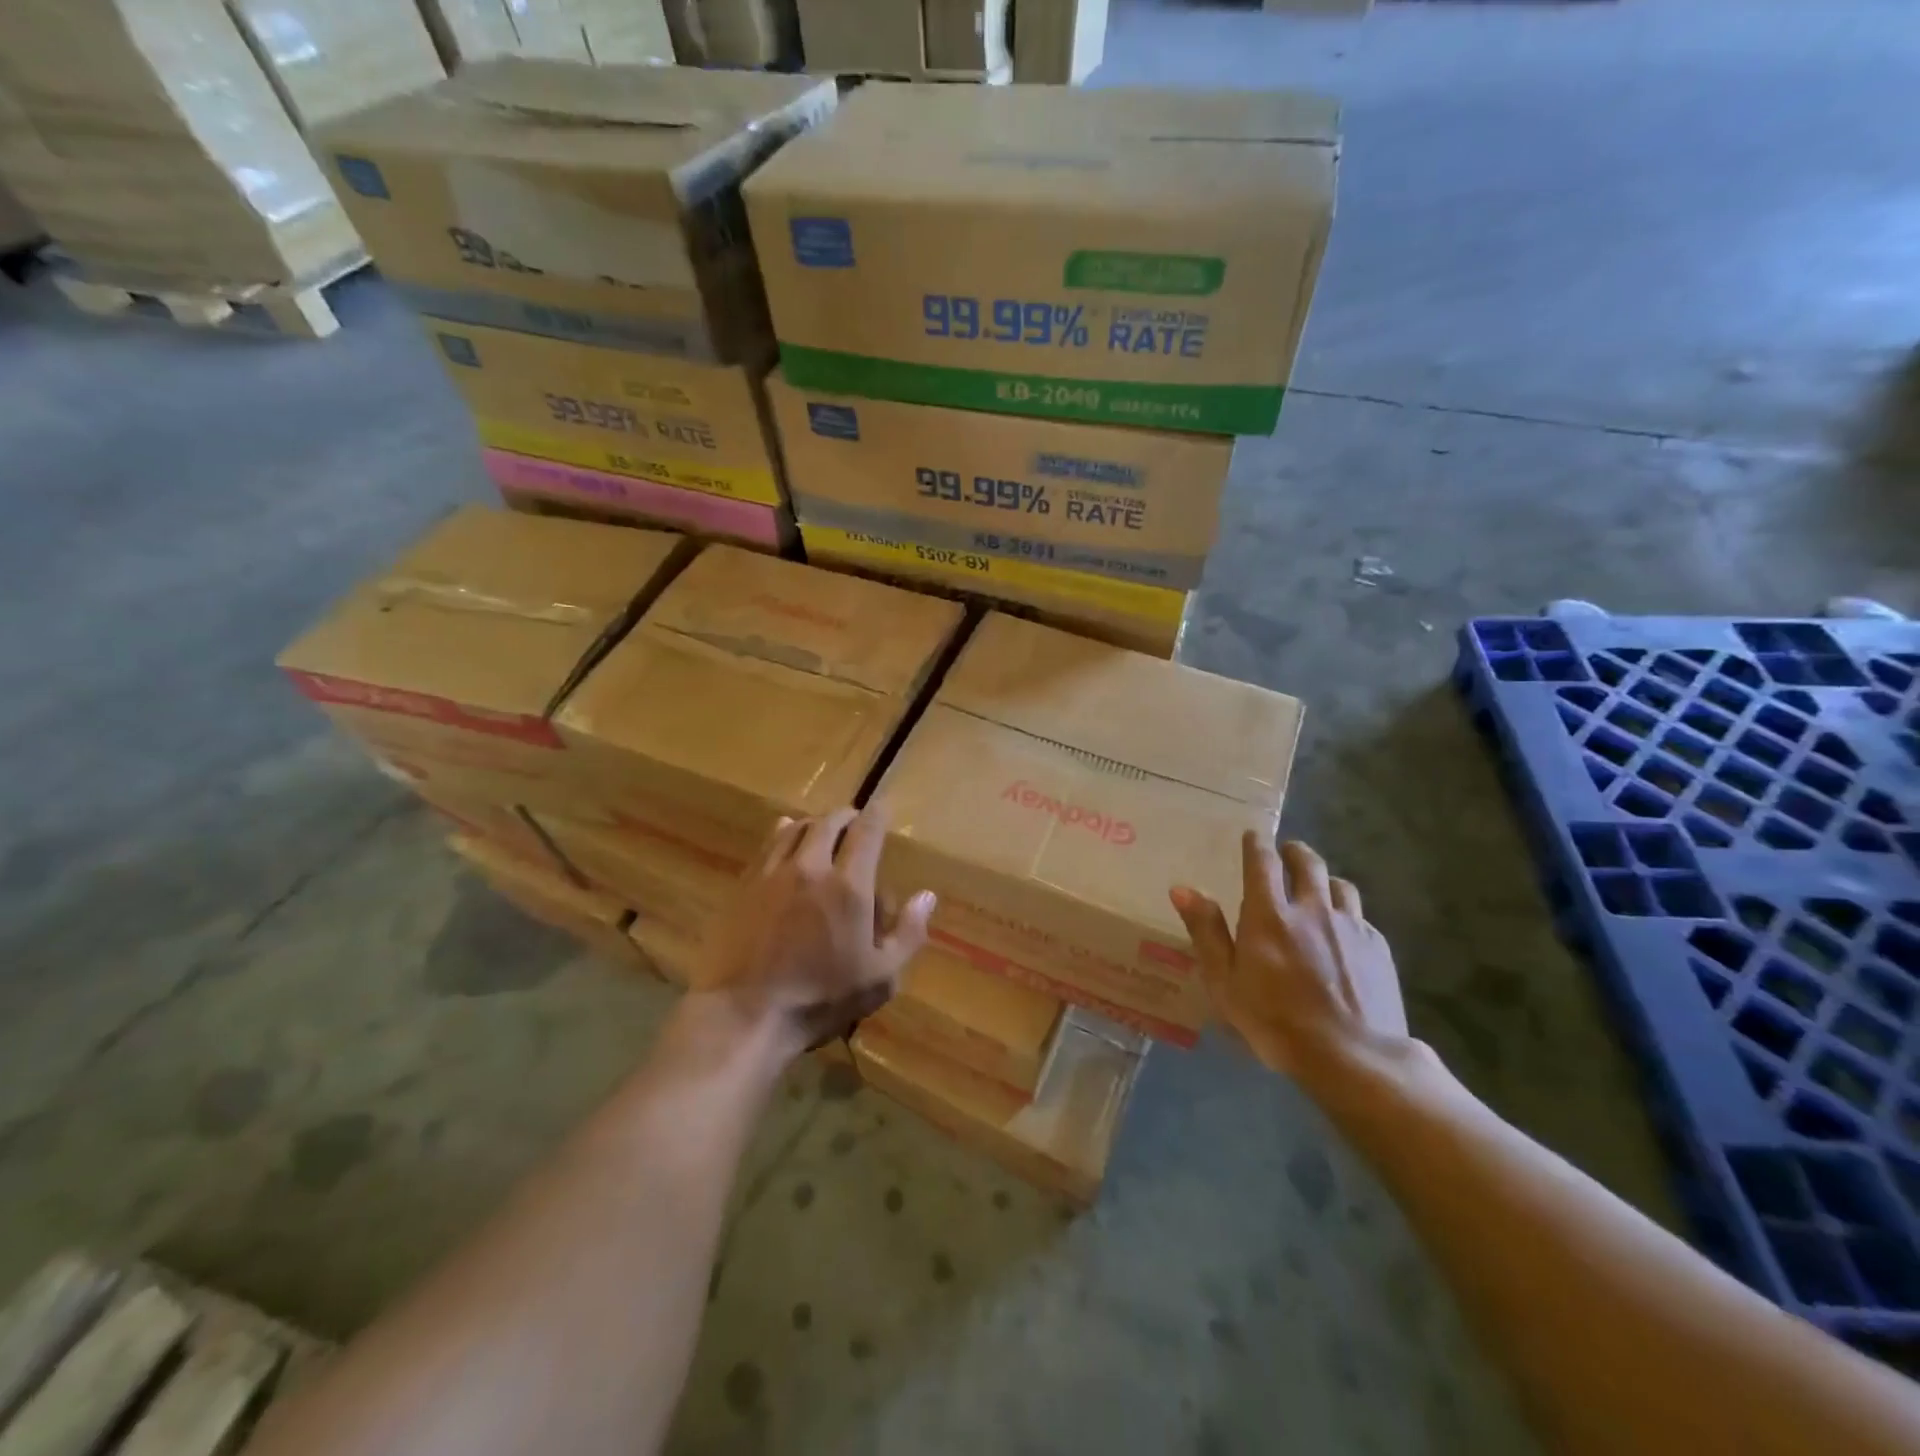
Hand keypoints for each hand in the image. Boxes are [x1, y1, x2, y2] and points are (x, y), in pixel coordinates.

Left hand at [698, 804, 934, 1058]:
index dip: (878, 814)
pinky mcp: (744, 885)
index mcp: (849, 886)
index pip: (867, 832)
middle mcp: (811, 867)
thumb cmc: (820, 1000)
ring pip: (796, 828)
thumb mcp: (880, 977)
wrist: (745, 1015)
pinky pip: (768, 844)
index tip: (884, 808)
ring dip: (815, 822)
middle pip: (829, 822)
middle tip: (855, 822)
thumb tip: (927, 896)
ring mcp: (772, 873)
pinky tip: (786, 837)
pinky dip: (784, 833)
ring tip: (823, 828)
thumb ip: (908, 933)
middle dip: (847, 816)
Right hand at [1170, 835, 1407, 1075]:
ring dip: (1324, 880)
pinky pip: (1360, 917)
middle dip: (1294, 852)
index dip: (1256, 844)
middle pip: (1307, 863)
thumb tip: (1182, 889)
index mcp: (1269, 915)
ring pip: (1340, 885)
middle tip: (1286, 852)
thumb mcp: (1225, 983)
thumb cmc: (1276, 1022)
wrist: (1353, 1058)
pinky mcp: (1378, 948)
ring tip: (1318, 889)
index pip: (1262, 862)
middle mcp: (1312, 909)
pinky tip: (1343, 934)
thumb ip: (1206, 932)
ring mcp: (1350, 927)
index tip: (1253, 836)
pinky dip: (1347, 914)